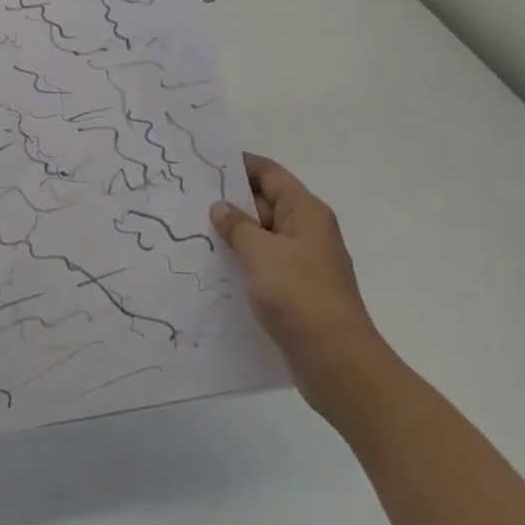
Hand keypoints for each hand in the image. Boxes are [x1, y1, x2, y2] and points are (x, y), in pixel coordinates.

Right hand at [210, 153, 382, 404]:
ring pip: (262, 235)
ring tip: (191, 229)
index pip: (269, 174)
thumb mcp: (262, 254)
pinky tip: (212, 266)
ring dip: (233, 232)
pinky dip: (241, 259)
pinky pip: (263, 262)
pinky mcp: (295, 289)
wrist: (337, 362)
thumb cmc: (300, 296)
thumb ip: (238, 226)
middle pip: (265, 202)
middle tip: (187, 197)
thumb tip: (220, 207)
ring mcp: (302, 261)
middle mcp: (307, 230)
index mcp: (305, 212)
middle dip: (229, 199)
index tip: (204, 162)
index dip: (239, 164)